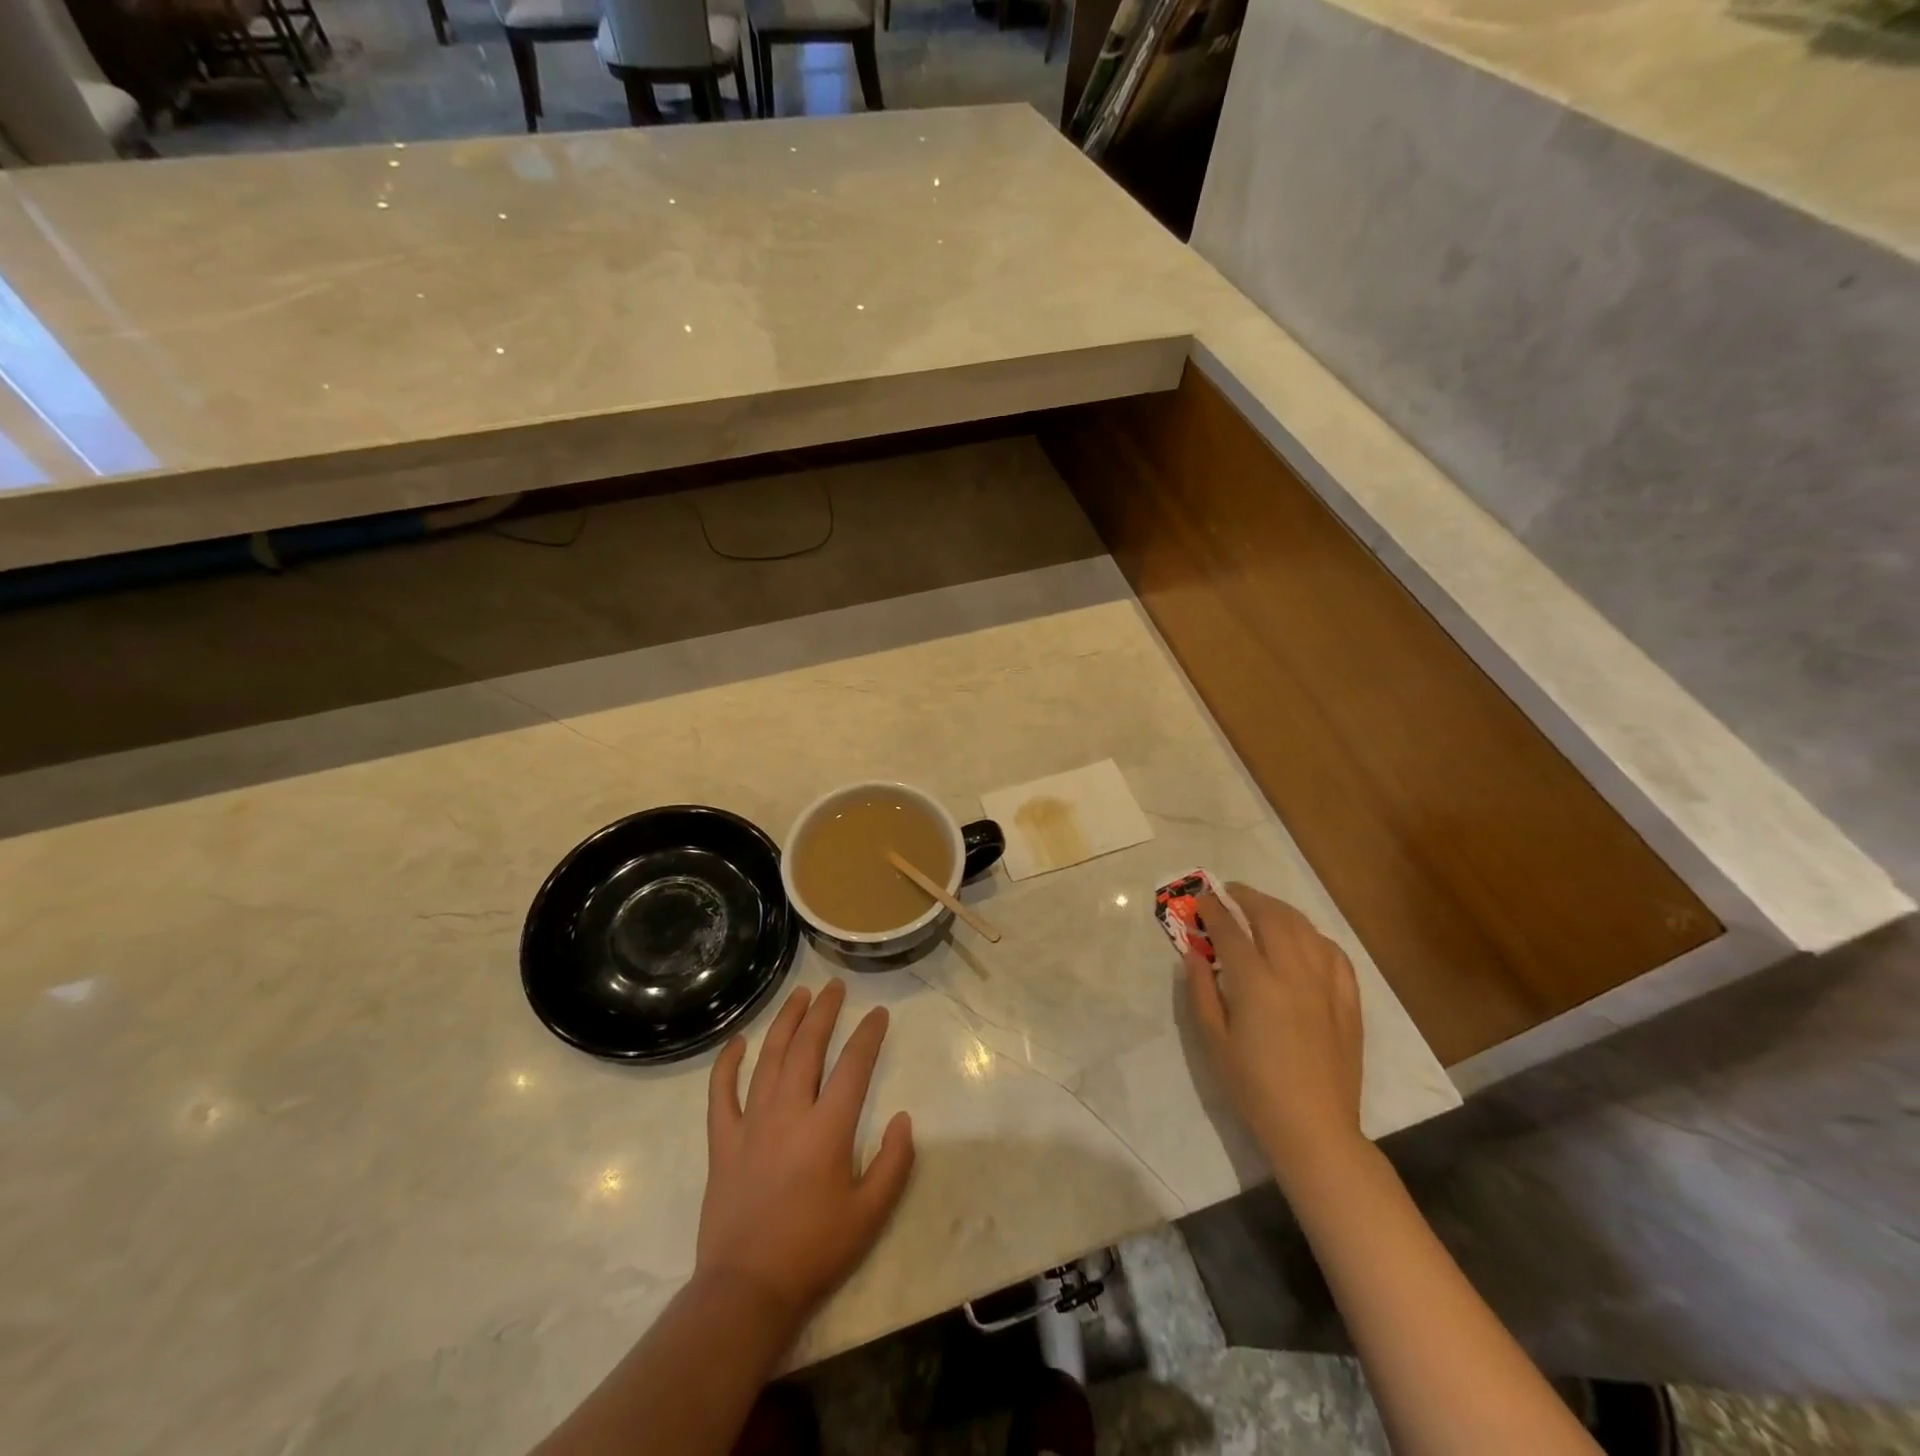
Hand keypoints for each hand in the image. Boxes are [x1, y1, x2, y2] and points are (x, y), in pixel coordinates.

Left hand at [697, 980, 915, 1333]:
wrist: (746, 1290)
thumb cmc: (814, 1251)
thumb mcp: (870, 1214)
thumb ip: (894, 1163)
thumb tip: (903, 1118)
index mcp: (827, 1128)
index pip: (853, 1065)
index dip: (868, 1035)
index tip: (878, 1013)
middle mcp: (789, 1112)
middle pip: (807, 1047)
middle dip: (824, 1012)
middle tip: (835, 987)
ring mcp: (751, 1123)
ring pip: (769, 1058)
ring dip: (785, 1022)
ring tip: (799, 995)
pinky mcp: (722, 1141)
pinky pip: (721, 1093)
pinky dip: (727, 1064)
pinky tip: (738, 1043)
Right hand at [1184, 885, 1365, 1187]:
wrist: (1313, 1127)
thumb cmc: (1252, 1087)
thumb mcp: (1212, 1039)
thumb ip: (1201, 989)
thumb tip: (1194, 952)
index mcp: (1256, 983)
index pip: (1231, 931)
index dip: (1213, 911)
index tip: (1201, 900)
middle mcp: (1293, 973)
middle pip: (1272, 918)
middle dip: (1248, 898)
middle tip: (1230, 893)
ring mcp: (1326, 985)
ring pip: (1305, 929)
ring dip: (1281, 910)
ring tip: (1263, 907)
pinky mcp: (1348, 1001)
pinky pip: (1335, 954)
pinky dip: (1315, 936)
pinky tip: (1305, 938)